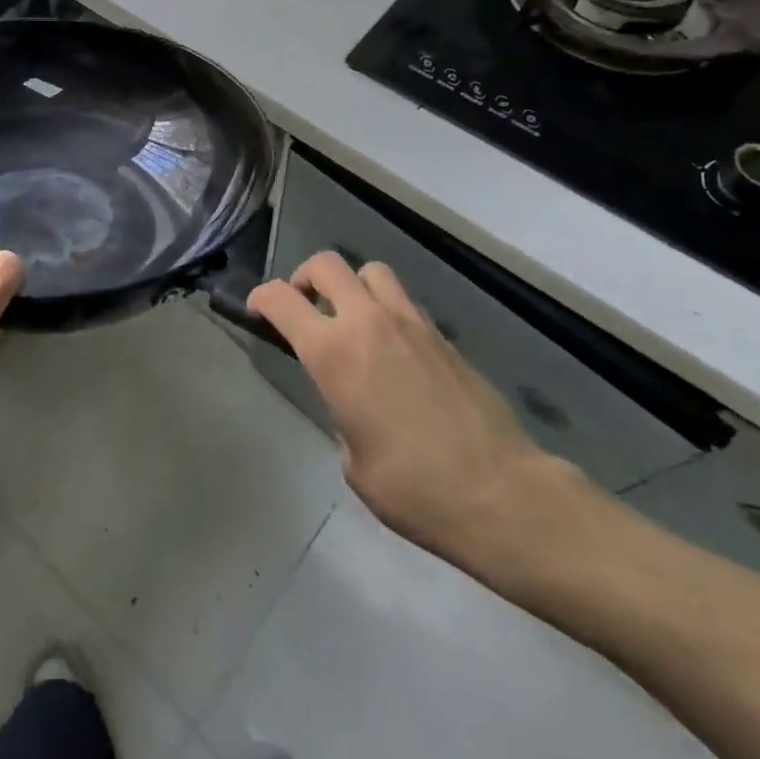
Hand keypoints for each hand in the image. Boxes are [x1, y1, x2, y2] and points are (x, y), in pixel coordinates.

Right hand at [249, 252, 590, 586]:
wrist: (501, 494)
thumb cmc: (415, 489)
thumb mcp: (354, 462)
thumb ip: (341, 414)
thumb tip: (351, 402)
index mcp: (333, 352)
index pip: (282, 299)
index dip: (262, 298)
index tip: (258, 311)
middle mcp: (368, 322)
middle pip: (326, 264)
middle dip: (305, 278)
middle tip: (305, 308)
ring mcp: (410, 322)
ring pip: (370, 271)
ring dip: (352, 286)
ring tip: (352, 320)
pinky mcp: (442, 334)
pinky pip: (404, 301)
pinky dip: (387, 310)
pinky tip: (394, 350)